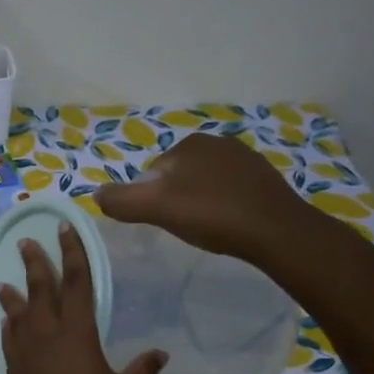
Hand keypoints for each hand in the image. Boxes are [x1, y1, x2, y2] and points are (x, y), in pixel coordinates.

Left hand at [0, 223, 165, 373]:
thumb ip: (142, 372)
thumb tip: (158, 354)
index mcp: (77, 337)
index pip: (76, 284)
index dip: (73, 254)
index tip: (65, 229)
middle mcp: (44, 340)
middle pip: (39, 293)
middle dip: (35, 264)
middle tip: (27, 241)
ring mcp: (24, 360)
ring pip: (17, 317)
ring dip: (14, 296)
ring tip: (6, 281)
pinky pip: (8, 342)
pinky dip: (8, 327)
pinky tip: (7, 324)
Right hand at [96, 131, 319, 264]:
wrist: (277, 231)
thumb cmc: (213, 215)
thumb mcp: (157, 208)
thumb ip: (122, 201)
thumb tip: (95, 194)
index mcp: (190, 143)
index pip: (153, 172)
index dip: (151, 199)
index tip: (162, 221)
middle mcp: (218, 142)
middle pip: (178, 177)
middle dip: (175, 199)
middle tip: (183, 227)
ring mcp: (245, 158)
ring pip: (204, 184)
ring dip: (199, 203)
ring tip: (206, 229)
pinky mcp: (264, 178)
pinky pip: (229, 191)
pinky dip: (223, 206)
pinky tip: (228, 225)